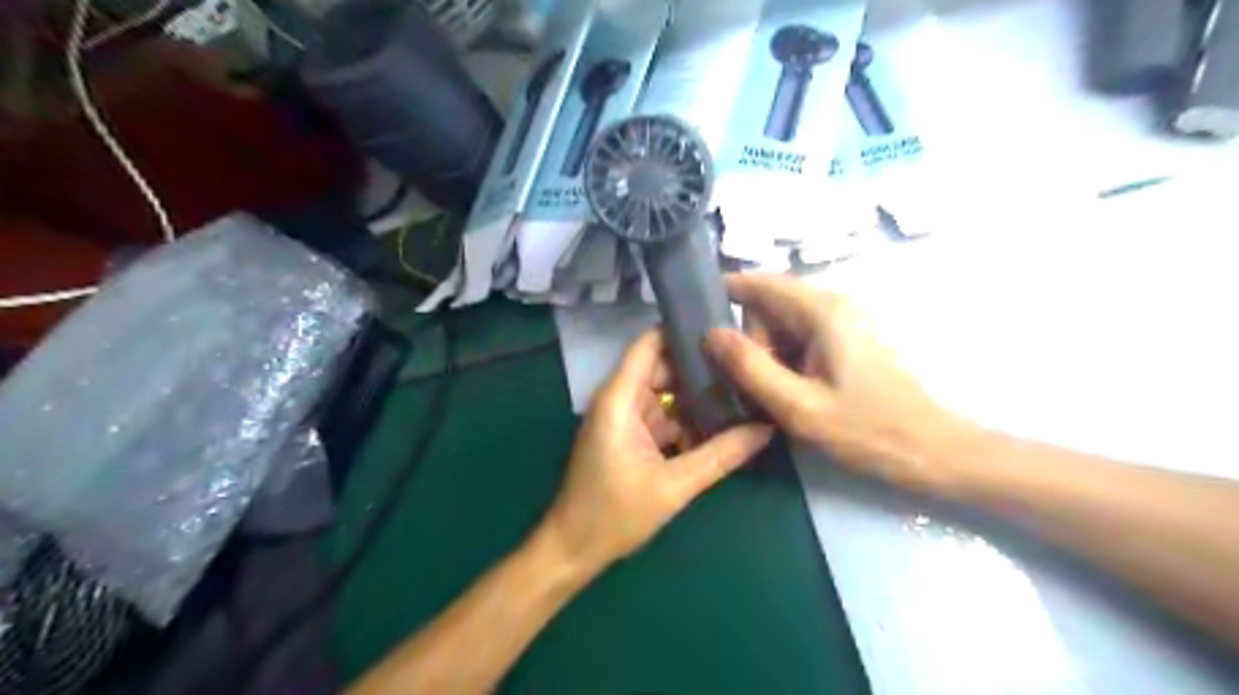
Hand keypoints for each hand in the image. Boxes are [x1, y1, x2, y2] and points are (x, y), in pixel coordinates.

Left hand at [540, 333, 771, 574]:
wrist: (572, 550)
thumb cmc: (613, 515)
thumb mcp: (673, 486)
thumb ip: (720, 456)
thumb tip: (765, 429)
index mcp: (619, 398)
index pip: (650, 344)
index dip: (683, 331)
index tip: (724, 329)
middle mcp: (620, 399)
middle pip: (663, 367)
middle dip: (701, 368)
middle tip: (746, 366)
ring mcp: (625, 418)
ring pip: (666, 393)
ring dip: (697, 396)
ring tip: (742, 392)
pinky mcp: (630, 436)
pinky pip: (663, 417)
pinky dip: (687, 420)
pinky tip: (721, 426)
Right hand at [701, 272, 973, 493]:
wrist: (932, 451)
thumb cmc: (867, 430)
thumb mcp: (798, 406)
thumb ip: (750, 367)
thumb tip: (710, 333)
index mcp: (822, 310)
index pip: (759, 282)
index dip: (724, 292)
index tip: (694, 319)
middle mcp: (833, 304)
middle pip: (769, 305)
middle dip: (749, 339)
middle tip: (746, 384)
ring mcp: (843, 321)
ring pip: (782, 323)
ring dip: (765, 353)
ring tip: (766, 394)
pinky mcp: (847, 340)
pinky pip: (800, 338)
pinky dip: (783, 360)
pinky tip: (785, 392)